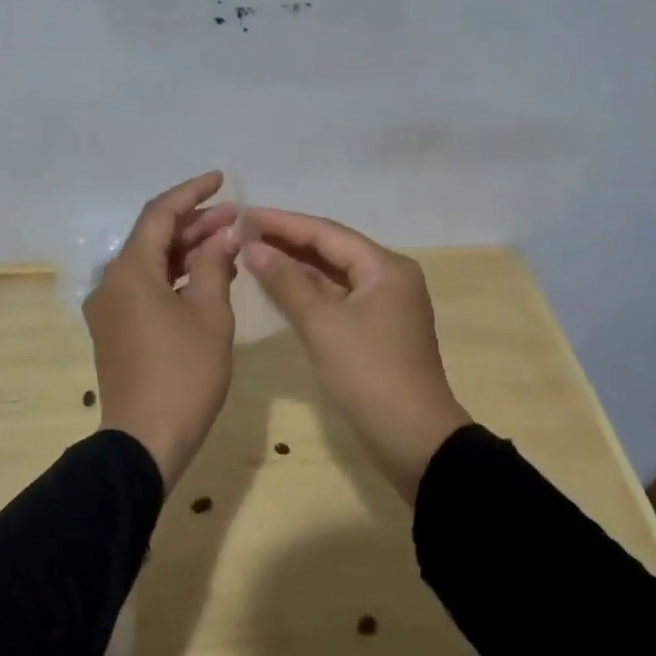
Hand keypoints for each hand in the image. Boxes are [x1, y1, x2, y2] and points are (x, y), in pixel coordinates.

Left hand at [84, 172, 239, 488]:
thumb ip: (216, 265)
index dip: (191, 192)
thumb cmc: (183, 374)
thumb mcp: (210, 314)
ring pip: (151, 264)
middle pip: (154, 238)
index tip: (221, 179)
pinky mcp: (115, 330)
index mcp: (130, 270)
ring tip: (229, 243)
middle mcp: (112, 282)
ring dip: (187, 251)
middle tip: (235, 216)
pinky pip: (146, 288)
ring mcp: (110, 308)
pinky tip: (208, 278)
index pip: (160, 213)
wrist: (145, 441)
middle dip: (195, 223)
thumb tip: (225, 233)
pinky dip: (175, 278)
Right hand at [244, 209, 470, 503]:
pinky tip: (277, 287)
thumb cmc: (368, 374)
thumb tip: (252, 246)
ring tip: (252, 253)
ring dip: (295, 266)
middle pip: (331, 250)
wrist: (413, 441)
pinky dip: (307, 292)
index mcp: (385, 267)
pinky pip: (336, 298)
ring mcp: (382, 305)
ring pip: (332, 275)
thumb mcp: (322, 324)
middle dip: (287, 241)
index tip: (244, 214)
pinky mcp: (374, 330)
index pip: (326, 232)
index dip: (283, 222)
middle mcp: (388, 277)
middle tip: (242, 232)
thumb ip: (286, 282)